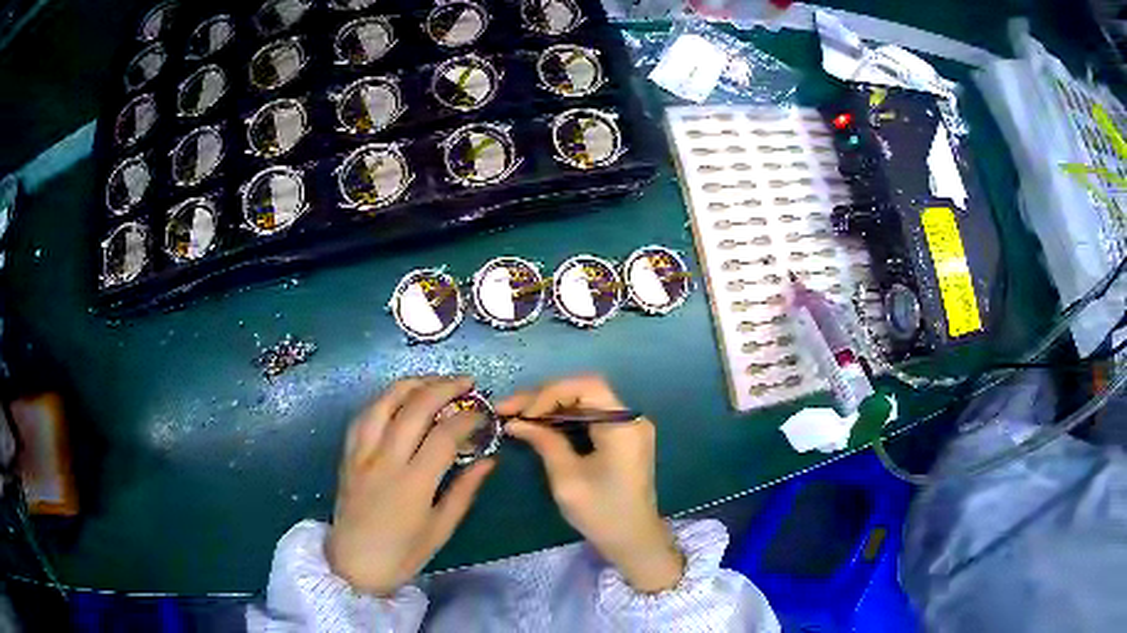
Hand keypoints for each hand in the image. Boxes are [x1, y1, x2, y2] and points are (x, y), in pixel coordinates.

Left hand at [327, 376, 494, 595]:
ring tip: (434, 381)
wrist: (353, 565)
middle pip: (414, 407)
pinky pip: (363, 416)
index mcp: (413, 484)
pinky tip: (397, 399)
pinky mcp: (347, 455)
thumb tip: (489, 460)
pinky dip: (383, 400)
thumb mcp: (441, 529)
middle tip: (466, 383)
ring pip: (384, 402)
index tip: (483, 416)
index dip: (468, 419)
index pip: (444, 435)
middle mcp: (385, 460)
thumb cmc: (403, 553)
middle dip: (444, 387)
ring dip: (411, 384)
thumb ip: (465, 491)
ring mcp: (362, 454)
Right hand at [500, 375, 683, 592]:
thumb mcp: (567, 478)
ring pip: (584, 402)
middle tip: (509, 409)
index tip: (522, 413)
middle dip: (544, 397)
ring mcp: (628, 427)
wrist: (633, 540)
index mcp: (624, 425)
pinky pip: (590, 417)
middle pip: (584, 391)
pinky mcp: (622, 438)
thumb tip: (515, 421)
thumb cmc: (601, 512)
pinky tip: (539, 425)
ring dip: (550, 406)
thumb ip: (544, 442)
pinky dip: (564, 419)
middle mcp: (630, 418)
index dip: (549, 393)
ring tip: (517, 415)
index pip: (586, 387)